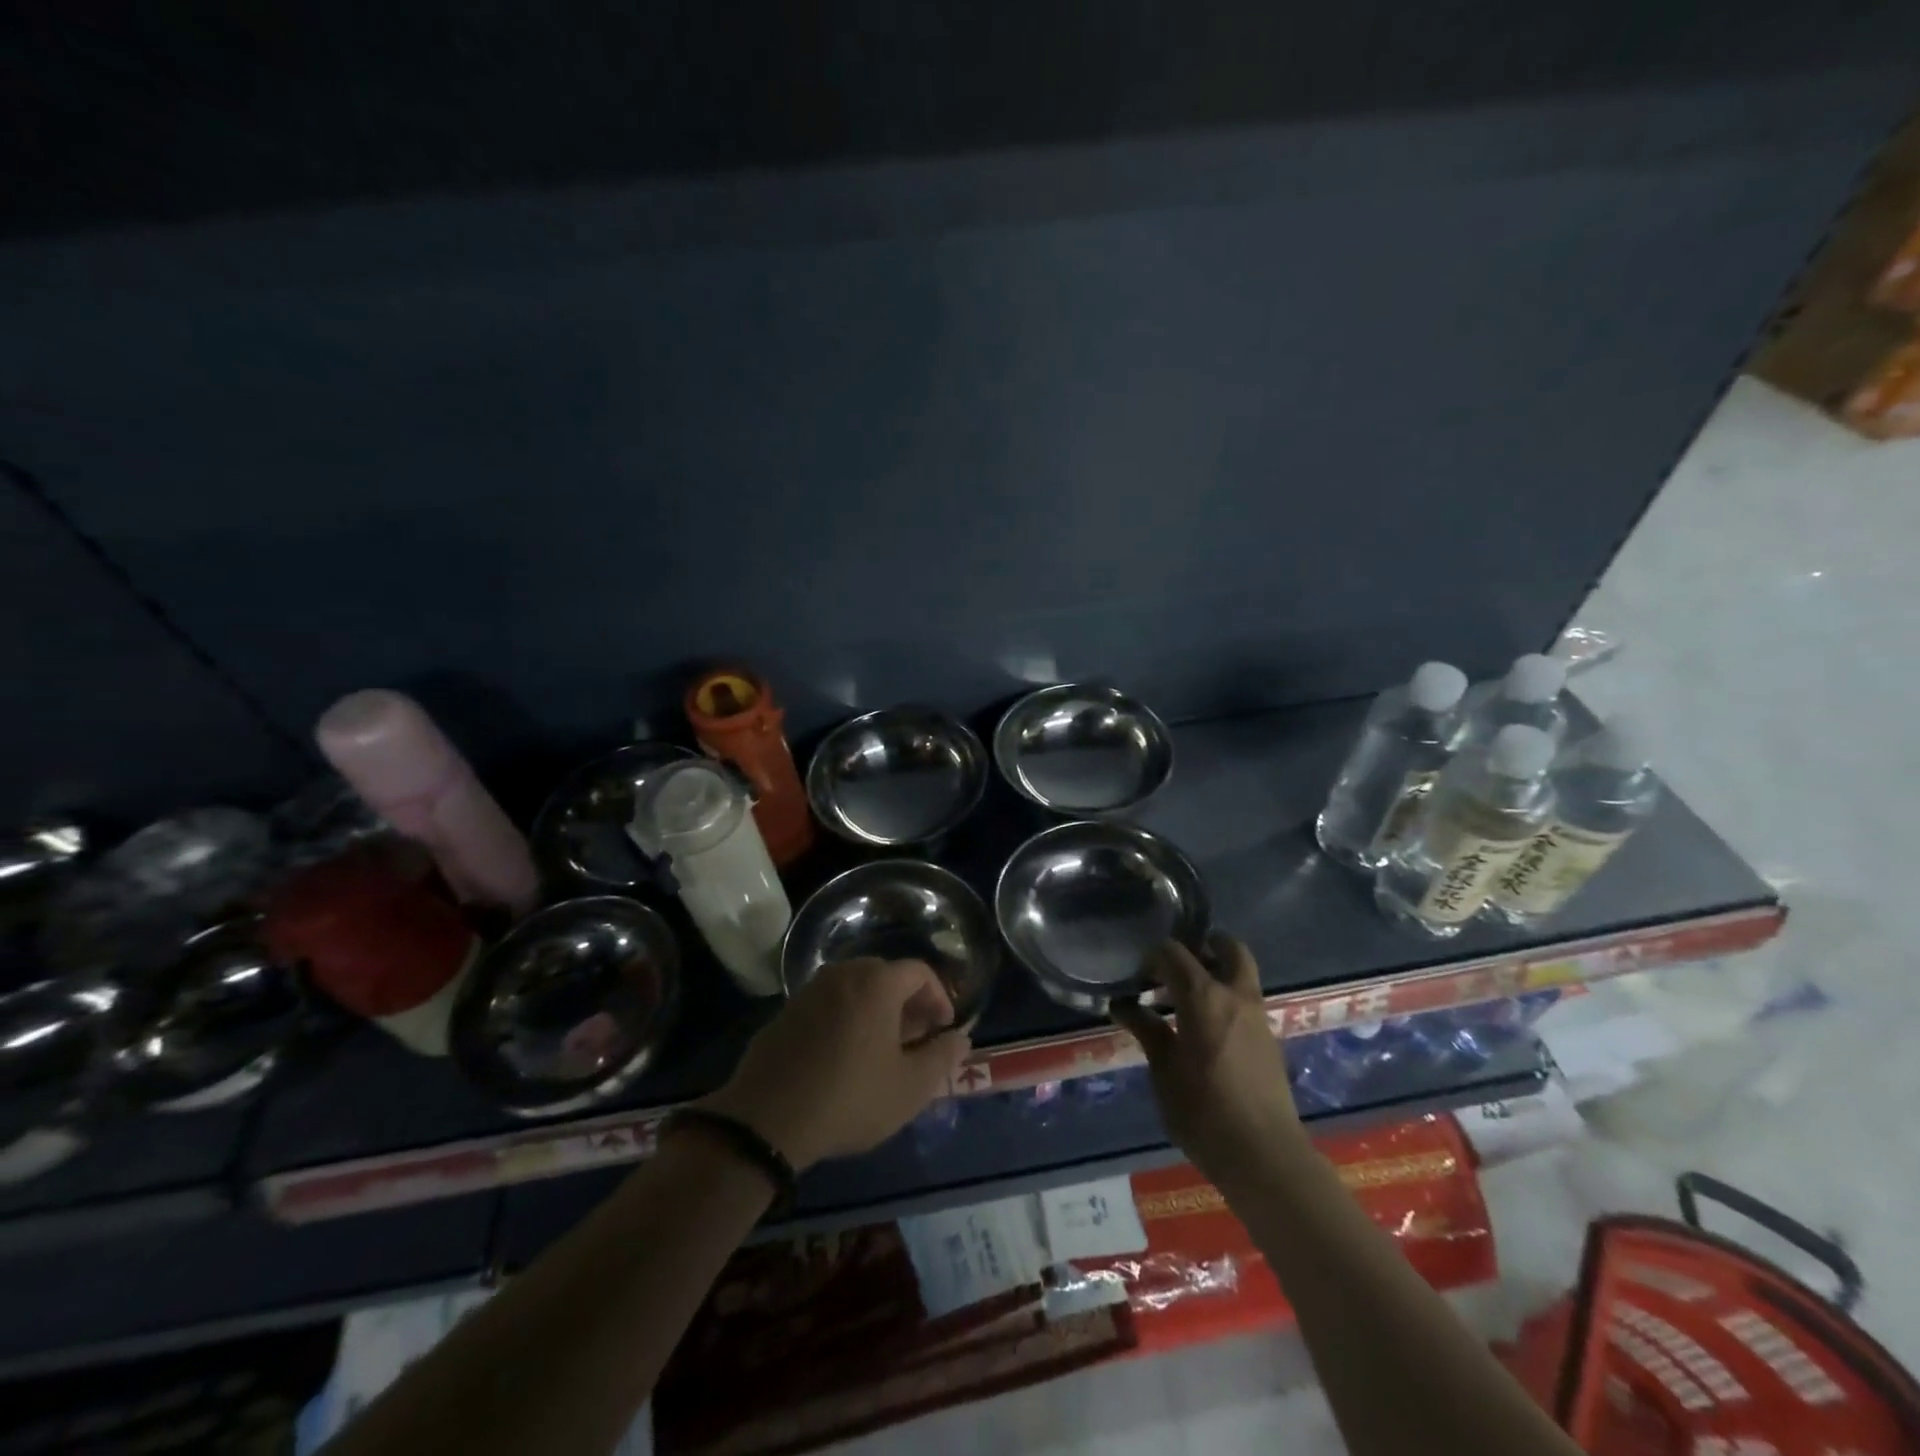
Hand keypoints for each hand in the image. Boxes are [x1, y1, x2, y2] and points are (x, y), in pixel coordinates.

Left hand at [699, 958, 970, 1170]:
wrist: (767, 1119)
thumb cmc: (850, 1098)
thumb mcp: (910, 1087)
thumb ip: (942, 1057)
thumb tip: (961, 1038)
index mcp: (876, 983)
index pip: (920, 971)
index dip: (939, 997)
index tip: (943, 1028)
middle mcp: (843, 974)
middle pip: (886, 975)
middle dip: (908, 1002)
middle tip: (916, 1038)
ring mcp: (810, 990)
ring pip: (855, 988)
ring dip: (876, 1009)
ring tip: (883, 1048)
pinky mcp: (786, 1011)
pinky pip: (829, 1003)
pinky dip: (847, 1017)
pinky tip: (845, 1055)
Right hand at [1111, 937, 1307, 1191]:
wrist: (1265, 1157)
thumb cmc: (1204, 1113)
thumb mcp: (1164, 1071)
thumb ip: (1147, 1030)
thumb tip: (1123, 1004)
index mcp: (1204, 996)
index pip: (1174, 953)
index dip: (1152, 957)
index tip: (1137, 973)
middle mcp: (1235, 995)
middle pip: (1227, 947)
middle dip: (1203, 946)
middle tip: (1175, 966)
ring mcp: (1258, 1016)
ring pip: (1241, 973)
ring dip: (1216, 971)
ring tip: (1184, 997)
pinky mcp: (1268, 1038)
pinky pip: (1246, 999)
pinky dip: (1226, 997)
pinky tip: (1204, 1026)